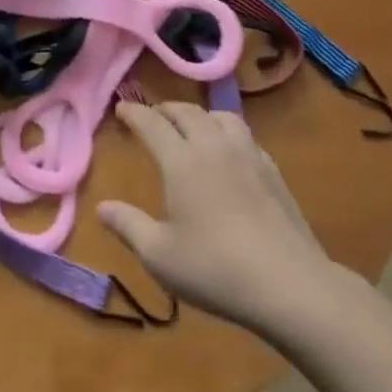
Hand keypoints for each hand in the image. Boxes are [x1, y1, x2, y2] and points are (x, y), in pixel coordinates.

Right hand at [99, 101, 336, 337]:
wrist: (290, 284)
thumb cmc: (216, 269)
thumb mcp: (160, 255)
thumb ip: (128, 226)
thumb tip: (102, 207)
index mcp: (182, 162)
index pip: (153, 124)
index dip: (134, 113)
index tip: (121, 108)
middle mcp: (214, 147)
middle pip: (187, 112)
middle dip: (165, 109)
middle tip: (152, 116)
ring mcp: (248, 156)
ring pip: (221, 117)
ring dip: (200, 115)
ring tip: (192, 127)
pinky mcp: (273, 171)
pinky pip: (245, 136)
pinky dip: (227, 132)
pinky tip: (229, 153)